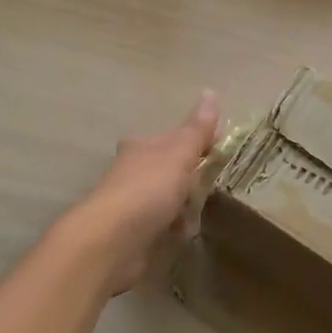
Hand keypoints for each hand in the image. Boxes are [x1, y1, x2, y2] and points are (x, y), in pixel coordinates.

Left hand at [68, 91, 219, 294]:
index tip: (219, 152)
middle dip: (191, 177)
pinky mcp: (132, 232)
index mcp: (141, 146)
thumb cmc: (147, 189)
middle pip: (169, 168)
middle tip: (216, 185)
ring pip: (165, 197)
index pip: (172, 137)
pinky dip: (174, 227)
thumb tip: (210, 92)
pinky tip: (185, 232)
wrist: (112, 241)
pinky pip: (161, 224)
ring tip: (205, 210)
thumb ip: (197, 129)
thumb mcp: (179, 154)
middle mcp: (132, 171)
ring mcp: (131, 203)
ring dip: (183, 204)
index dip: (196, 142)